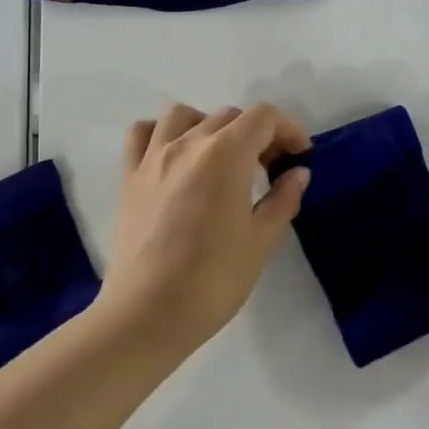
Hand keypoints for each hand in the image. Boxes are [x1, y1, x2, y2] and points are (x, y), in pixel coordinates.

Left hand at [95, 102, 311, 362]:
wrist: (148, 313)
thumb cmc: (213, 280)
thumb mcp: (260, 241)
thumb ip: (283, 200)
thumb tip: (298, 173)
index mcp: (225, 155)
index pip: (263, 117)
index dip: (288, 129)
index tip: (299, 156)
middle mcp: (187, 144)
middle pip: (228, 116)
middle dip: (257, 134)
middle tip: (269, 168)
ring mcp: (152, 158)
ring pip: (183, 115)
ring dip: (209, 125)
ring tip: (221, 158)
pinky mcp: (129, 177)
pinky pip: (143, 134)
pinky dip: (163, 133)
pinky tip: (175, 158)